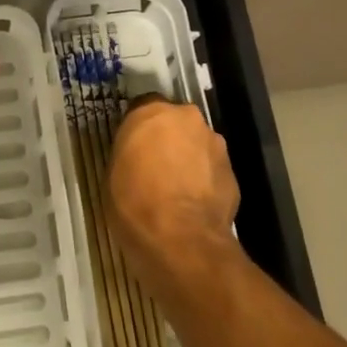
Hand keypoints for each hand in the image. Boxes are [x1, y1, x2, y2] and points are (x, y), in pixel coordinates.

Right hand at [108, 97, 239, 285]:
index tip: (133, 147)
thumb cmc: (134, 202)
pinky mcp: (233, 172)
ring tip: (177, 190)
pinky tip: (194, 205)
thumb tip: (138, 157)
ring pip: (197, 145)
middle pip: (175, 123)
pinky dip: (204, 181)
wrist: (181, 239)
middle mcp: (186, 119)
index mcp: (152, 112)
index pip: (143, 107)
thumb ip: (130, 152)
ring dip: (189, 159)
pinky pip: (212, 170)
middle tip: (156, 166)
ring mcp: (214, 144)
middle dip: (168, 139)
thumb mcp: (114, 172)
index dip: (139, 128)